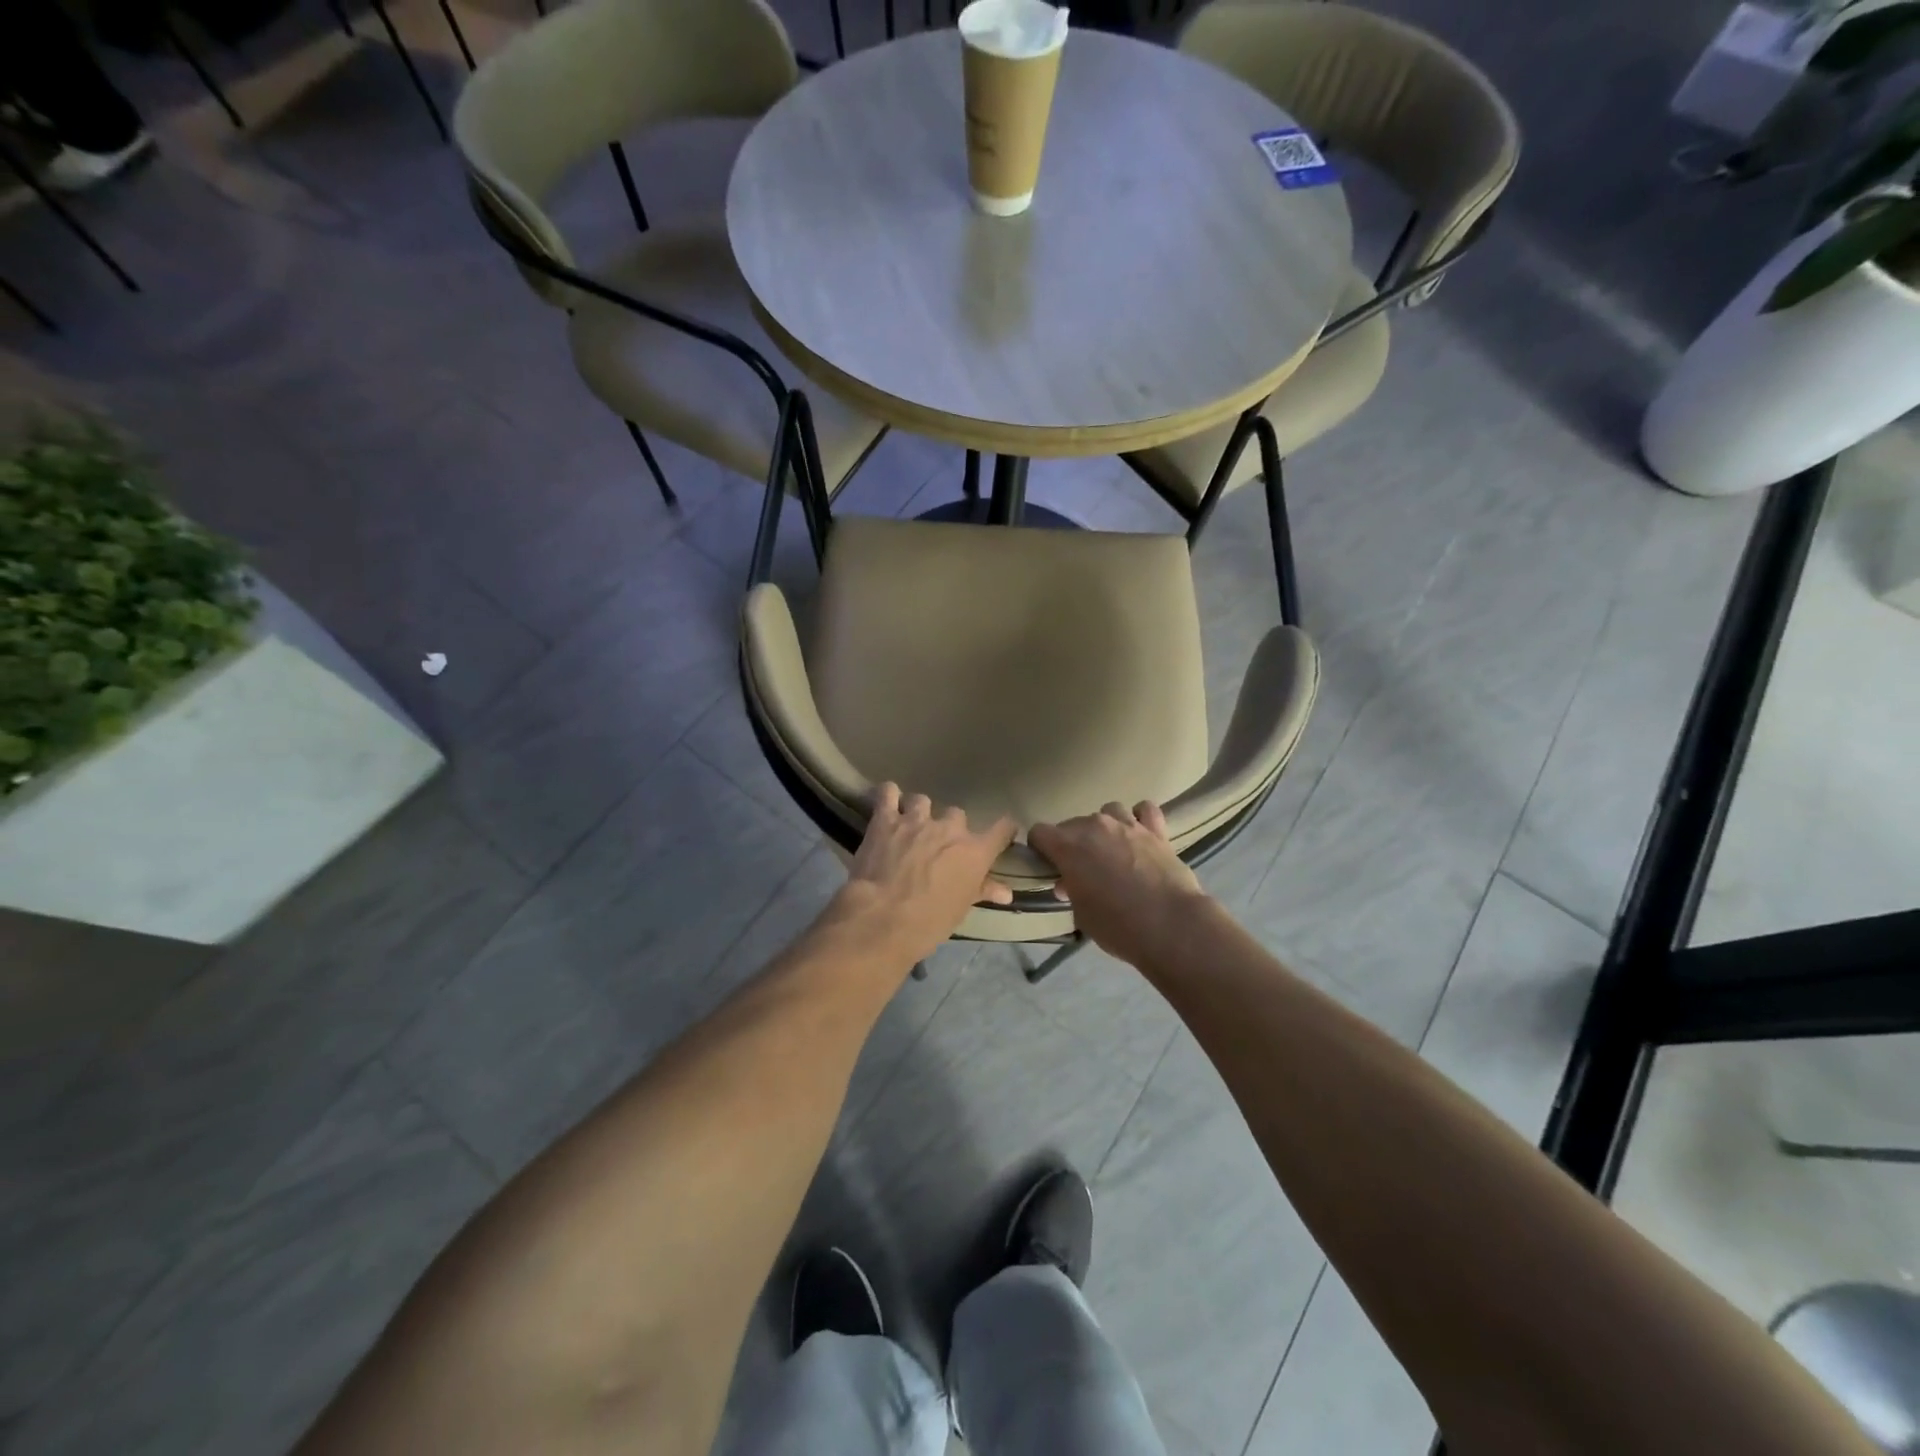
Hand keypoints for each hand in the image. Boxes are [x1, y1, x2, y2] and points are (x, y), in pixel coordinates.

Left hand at [827, 784, 1016, 965]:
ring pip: (922, 801)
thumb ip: (982, 891)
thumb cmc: (928, 922)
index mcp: (975, 852)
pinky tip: (886, 803)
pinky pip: (888, 793)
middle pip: (957, 814)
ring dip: (918, 812)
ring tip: (910, 827)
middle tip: (938, 846)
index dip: (1004, 829)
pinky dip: (888, 795)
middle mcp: (950, 828)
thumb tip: (1006, 893)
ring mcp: (916, 820)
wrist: (883, 918)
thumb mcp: (960, 910)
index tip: (1003, 833)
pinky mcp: (886, 819)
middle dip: (949, 828)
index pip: (1002, 828)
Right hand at [1029, 801, 1210, 968]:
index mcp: (1068, 846)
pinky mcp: (1157, 831)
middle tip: (1082, 871)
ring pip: (1108, 811)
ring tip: (1111, 849)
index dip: (1040, 849)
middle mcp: (1094, 827)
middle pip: (1072, 823)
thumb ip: (1071, 891)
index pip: (1039, 832)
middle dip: (1072, 844)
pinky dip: (1140, 818)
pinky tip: (1140, 833)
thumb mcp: (1081, 914)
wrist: (1170, 925)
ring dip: (1105, 827)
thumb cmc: (1117, 926)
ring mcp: (1127, 825)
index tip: (1047, 866)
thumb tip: (1070, 882)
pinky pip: (1144, 810)